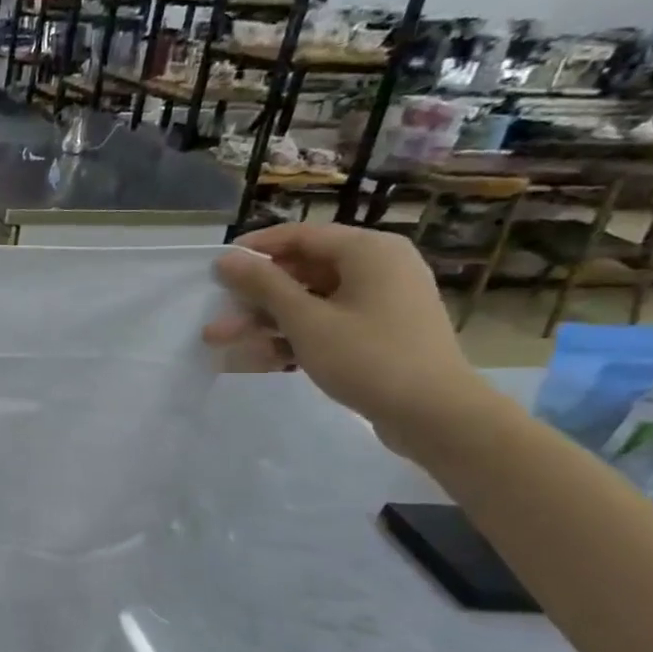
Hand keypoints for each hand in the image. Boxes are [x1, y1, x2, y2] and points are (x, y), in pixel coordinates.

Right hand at [202, 223, 492, 456]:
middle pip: (302, 271)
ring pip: (310, 301)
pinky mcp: (378, 332)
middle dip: (255, 296)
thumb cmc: (368, 357)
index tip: (216, 269)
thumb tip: (227, 259)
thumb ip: (263, 285)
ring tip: (222, 341)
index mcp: (368, 251)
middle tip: (216, 313)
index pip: (300, 236)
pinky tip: (260, 359)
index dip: (255, 249)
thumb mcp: (305, 320)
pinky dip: (294, 337)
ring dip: (265, 321)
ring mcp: (380, 302)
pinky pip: (327, 323)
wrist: (436, 415)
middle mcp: (378, 267)